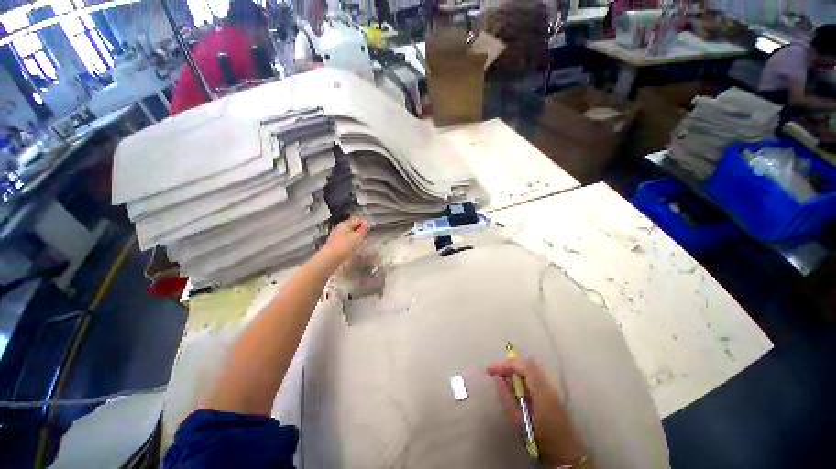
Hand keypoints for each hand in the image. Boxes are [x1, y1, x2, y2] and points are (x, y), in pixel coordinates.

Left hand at [320, 216, 368, 265]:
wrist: (331, 257)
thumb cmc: (346, 245)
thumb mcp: (358, 236)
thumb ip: (363, 229)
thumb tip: (365, 222)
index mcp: (346, 223)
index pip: (358, 220)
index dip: (364, 225)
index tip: (367, 232)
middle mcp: (340, 227)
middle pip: (352, 227)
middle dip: (359, 231)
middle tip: (364, 238)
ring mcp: (336, 235)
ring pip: (348, 233)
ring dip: (354, 237)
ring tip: (359, 244)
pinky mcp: (334, 243)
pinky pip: (345, 240)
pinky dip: (349, 242)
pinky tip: (351, 248)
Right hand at [487, 358, 587, 466]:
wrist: (567, 455)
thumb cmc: (541, 440)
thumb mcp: (519, 422)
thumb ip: (507, 398)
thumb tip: (497, 378)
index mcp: (541, 391)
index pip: (523, 366)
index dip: (505, 364)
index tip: (490, 370)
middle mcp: (548, 385)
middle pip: (527, 364)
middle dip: (509, 364)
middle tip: (496, 372)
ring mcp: (551, 388)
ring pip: (531, 368)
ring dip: (515, 369)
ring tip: (502, 377)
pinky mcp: (552, 393)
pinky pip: (534, 375)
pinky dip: (521, 375)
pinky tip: (514, 385)